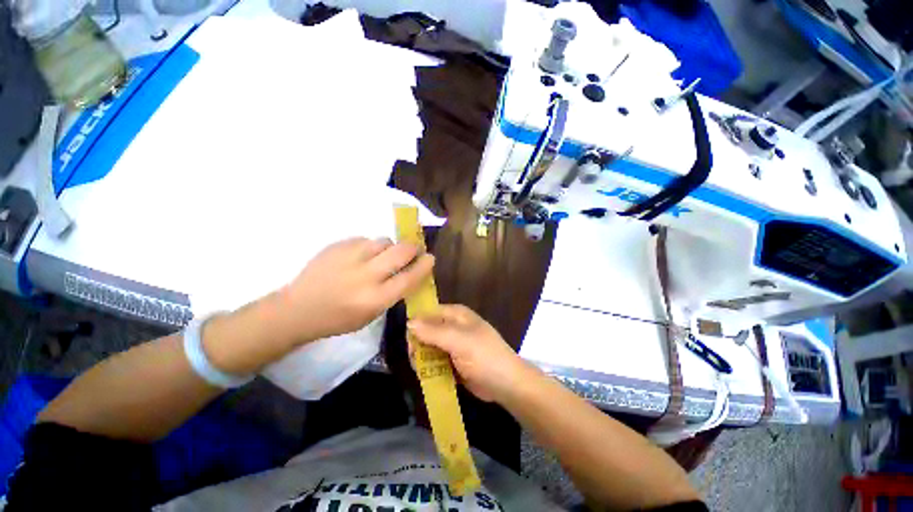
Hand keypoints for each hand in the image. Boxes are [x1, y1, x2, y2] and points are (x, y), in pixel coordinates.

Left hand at [278, 237, 434, 342]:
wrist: (298, 309)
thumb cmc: (339, 318)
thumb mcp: (372, 314)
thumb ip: (393, 292)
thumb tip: (410, 270)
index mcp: (375, 299)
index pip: (410, 277)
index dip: (424, 265)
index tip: (430, 258)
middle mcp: (365, 276)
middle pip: (401, 251)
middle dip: (413, 248)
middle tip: (414, 250)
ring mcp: (350, 257)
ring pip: (384, 241)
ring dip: (390, 247)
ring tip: (382, 256)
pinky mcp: (337, 246)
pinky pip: (365, 239)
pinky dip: (370, 247)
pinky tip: (361, 256)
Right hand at [407, 305, 533, 403]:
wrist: (505, 384)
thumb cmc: (484, 356)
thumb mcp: (459, 341)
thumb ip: (434, 331)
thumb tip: (409, 322)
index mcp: (456, 314)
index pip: (429, 313)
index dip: (416, 324)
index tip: (409, 342)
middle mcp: (453, 326)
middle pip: (426, 330)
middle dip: (418, 345)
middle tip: (415, 361)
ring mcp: (453, 344)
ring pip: (429, 347)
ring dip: (422, 358)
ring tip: (420, 371)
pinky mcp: (453, 360)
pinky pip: (435, 360)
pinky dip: (429, 367)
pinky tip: (426, 376)